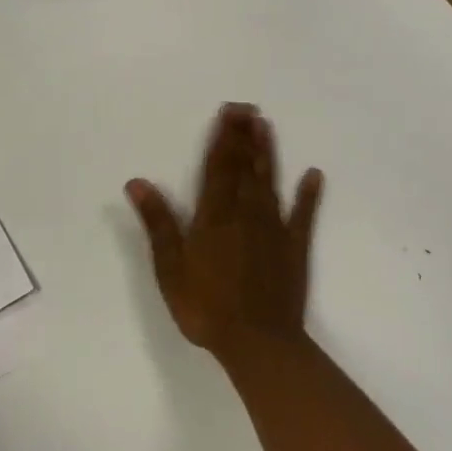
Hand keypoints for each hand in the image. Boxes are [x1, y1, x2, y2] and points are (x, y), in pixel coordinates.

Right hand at [125, 103, 322, 357]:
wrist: (257, 342)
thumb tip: (137, 182)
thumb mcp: (170, 268)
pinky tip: (313, 175)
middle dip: (244, 136)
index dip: (223, 139)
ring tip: (267, 126)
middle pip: (244, 168)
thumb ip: (158, 223)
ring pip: (270, 182)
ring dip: (268, 154)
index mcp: (214, 217)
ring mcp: (273, 229)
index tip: (229, 112)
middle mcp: (245, 213)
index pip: (218, 168)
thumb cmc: (206, 307)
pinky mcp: (294, 247)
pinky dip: (309, 195)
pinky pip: (303, 215)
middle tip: (248, 108)